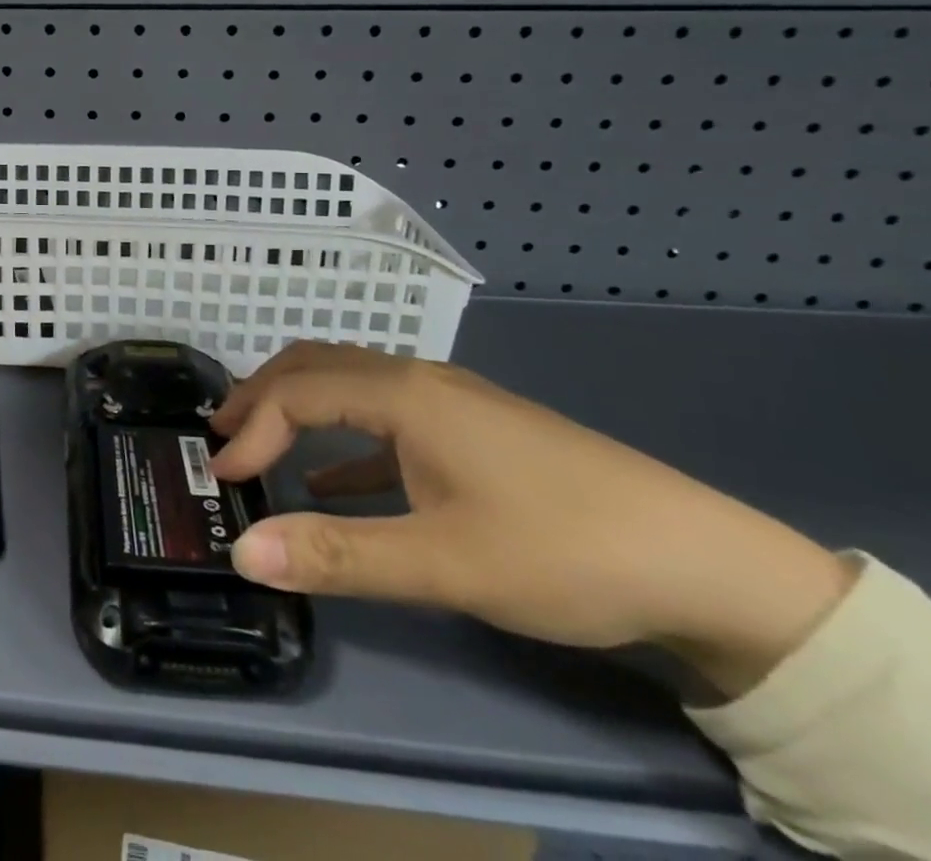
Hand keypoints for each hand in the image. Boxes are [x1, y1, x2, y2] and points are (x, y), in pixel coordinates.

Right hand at [211, 342, 853, 696]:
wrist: (710, 565)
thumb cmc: (563, 551)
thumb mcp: (444, 564)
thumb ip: (338, 556)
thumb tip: (243, 553)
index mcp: (404, 394)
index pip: (298, 392)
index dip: (251, 428)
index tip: (222, 473)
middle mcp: (419, 380)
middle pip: (317, 366)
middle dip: (261, 394)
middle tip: (220, 433)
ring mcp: (450, 402)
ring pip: (350, 383)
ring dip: (298, 407)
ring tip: (260, 441)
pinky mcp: (473, 431)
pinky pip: (385, 419)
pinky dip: (343, 440)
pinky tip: (333, 482)